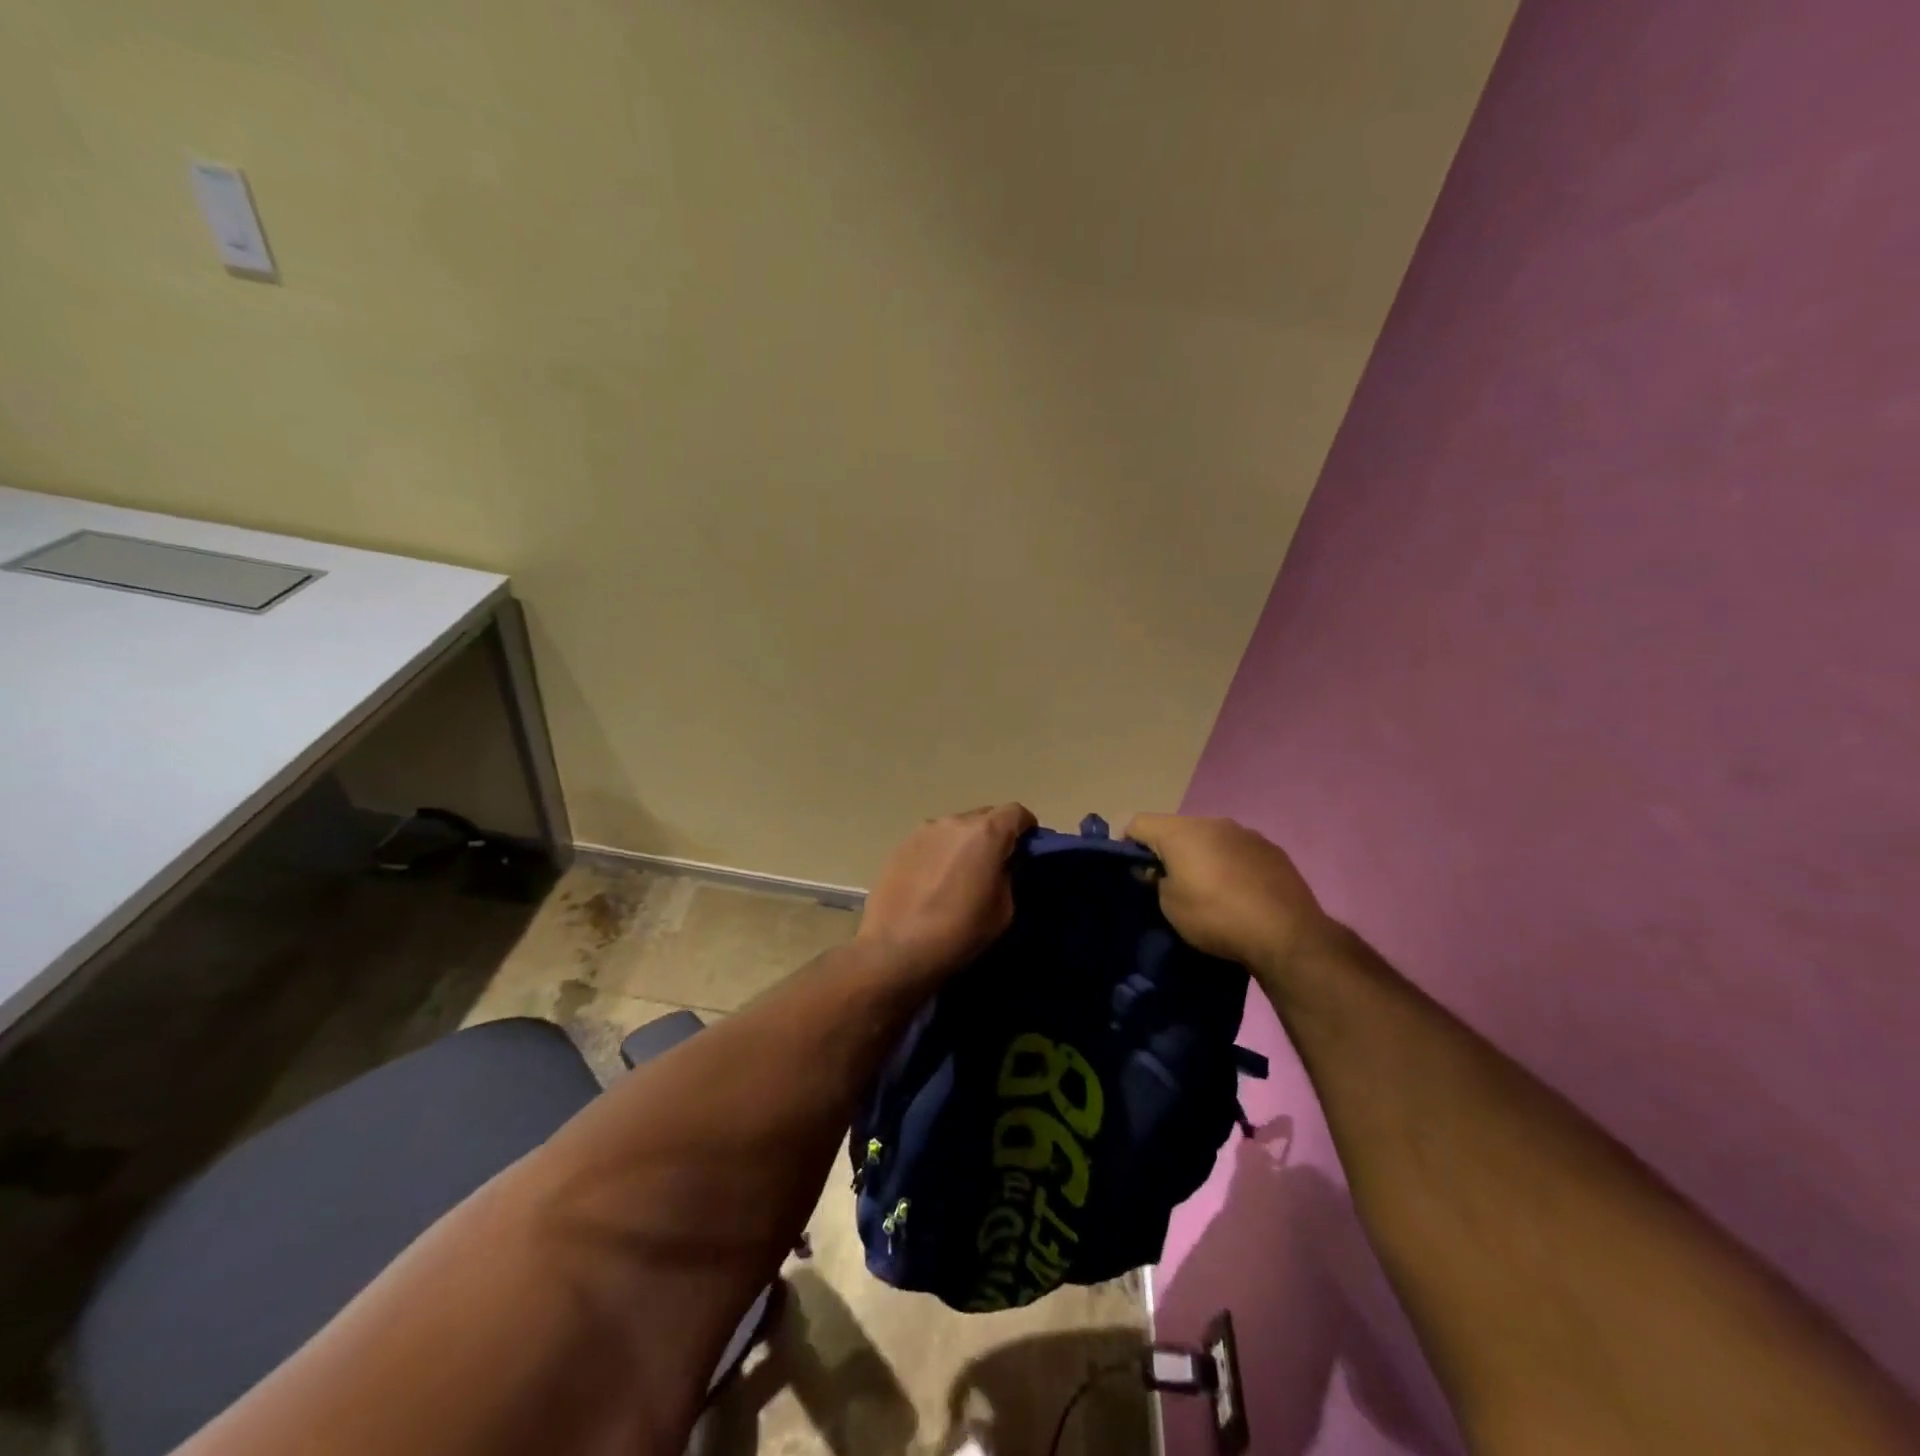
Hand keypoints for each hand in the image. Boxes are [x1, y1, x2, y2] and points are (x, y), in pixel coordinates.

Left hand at [858, 804, 1037, 977]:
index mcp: (986, 833)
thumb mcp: (1003, 910)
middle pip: (985, 816)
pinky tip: (934, 880)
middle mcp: (954, 821)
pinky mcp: (900, 845)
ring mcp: (923, 830)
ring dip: (965, 843)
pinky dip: (941, 852)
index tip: (1027, 850)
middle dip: (995, 834)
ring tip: (960, 874)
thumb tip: (1002, 863)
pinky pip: (932, 840)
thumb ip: (1008, 875)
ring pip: (956, 827)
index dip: (1027, 828)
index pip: (1017, 812)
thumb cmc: (958, 933)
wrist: (895, 950)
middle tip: (995, 865)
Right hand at [1123, 814, 1338, 978]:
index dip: (1127, 845)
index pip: (1138, 823)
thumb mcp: (1169, 906)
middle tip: (1168, 883)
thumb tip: (1159, 871)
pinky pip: (1238, 851)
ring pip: (1210, 838)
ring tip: (1208, 890)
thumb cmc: (1216, 917)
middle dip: (1168, 851)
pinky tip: (1239, 893)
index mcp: (1181, 831)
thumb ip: (1157, 880)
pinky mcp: (1272, 849)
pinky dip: (1230, 864)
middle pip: (1176, 829)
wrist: (1286, 934)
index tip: (1132, 871)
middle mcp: (1212, 822)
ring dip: (1201, 856)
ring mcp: (1246, 833)